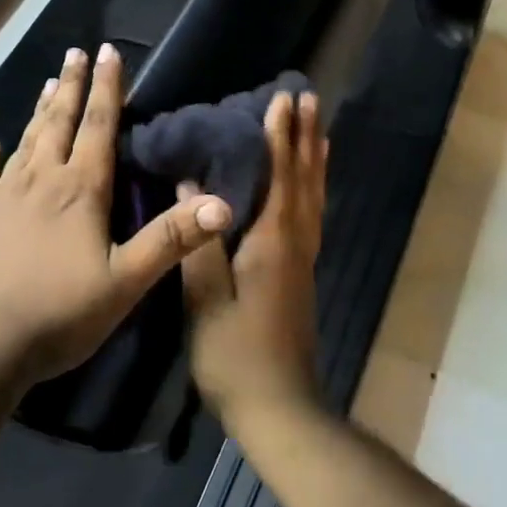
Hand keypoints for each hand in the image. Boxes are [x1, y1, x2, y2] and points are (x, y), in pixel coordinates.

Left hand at [0, 44, 234, 386]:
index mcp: (80, 190)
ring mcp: (1, 198)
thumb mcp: (125, 282)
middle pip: (59, 123)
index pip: (99, 127)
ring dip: (39, 112)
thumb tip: (221, 202)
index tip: (108, 52)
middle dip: (73, 86)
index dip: (108, 88)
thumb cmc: (55, 314)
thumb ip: (171, 240)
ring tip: (48, 84)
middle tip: (75, 53)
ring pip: (26, 143)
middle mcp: (40, 181)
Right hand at [180, 91, 328, 429]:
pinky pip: (313, 214)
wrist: (281, 409)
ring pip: (313, 196)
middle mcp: (295, 242)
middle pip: (304, 178)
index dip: (279, 136)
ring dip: (314, 157)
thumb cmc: (236, 355)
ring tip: (316, 127)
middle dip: (304, 136)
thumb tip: (189, 187)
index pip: (279, 176)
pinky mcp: (301, 274)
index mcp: (272, 243)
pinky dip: (314, 188)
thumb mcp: (206, 301)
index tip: (281, 99)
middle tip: (307, 97)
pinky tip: (308, 186)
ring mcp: (302, 259)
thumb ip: (199, 242)